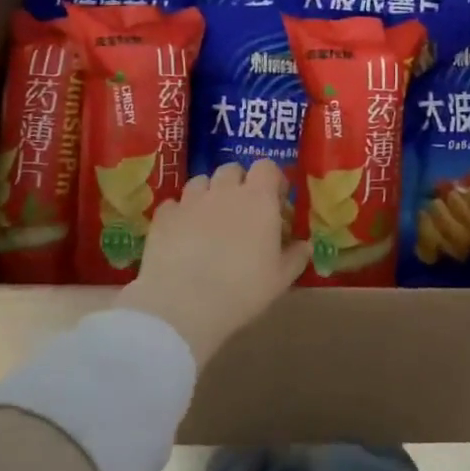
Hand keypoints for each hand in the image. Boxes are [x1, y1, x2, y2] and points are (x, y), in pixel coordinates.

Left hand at [117, 160, 309, 366]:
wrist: (184, 303)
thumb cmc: (242, 290)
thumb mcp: (280, 279)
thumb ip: (295, 257)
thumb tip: (305, 245)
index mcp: (258, 199)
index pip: (267, 167)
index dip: (271, 179)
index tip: (275, 199)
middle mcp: (224, 190)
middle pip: (232, 169)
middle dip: (239, 183)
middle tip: (242, 210)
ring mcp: (190, 201)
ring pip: (200, 181)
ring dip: (208, 193)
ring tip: (210, 219)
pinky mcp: (164, 216)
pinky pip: (173, 204)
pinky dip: (180, 213)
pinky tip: (181, 234)